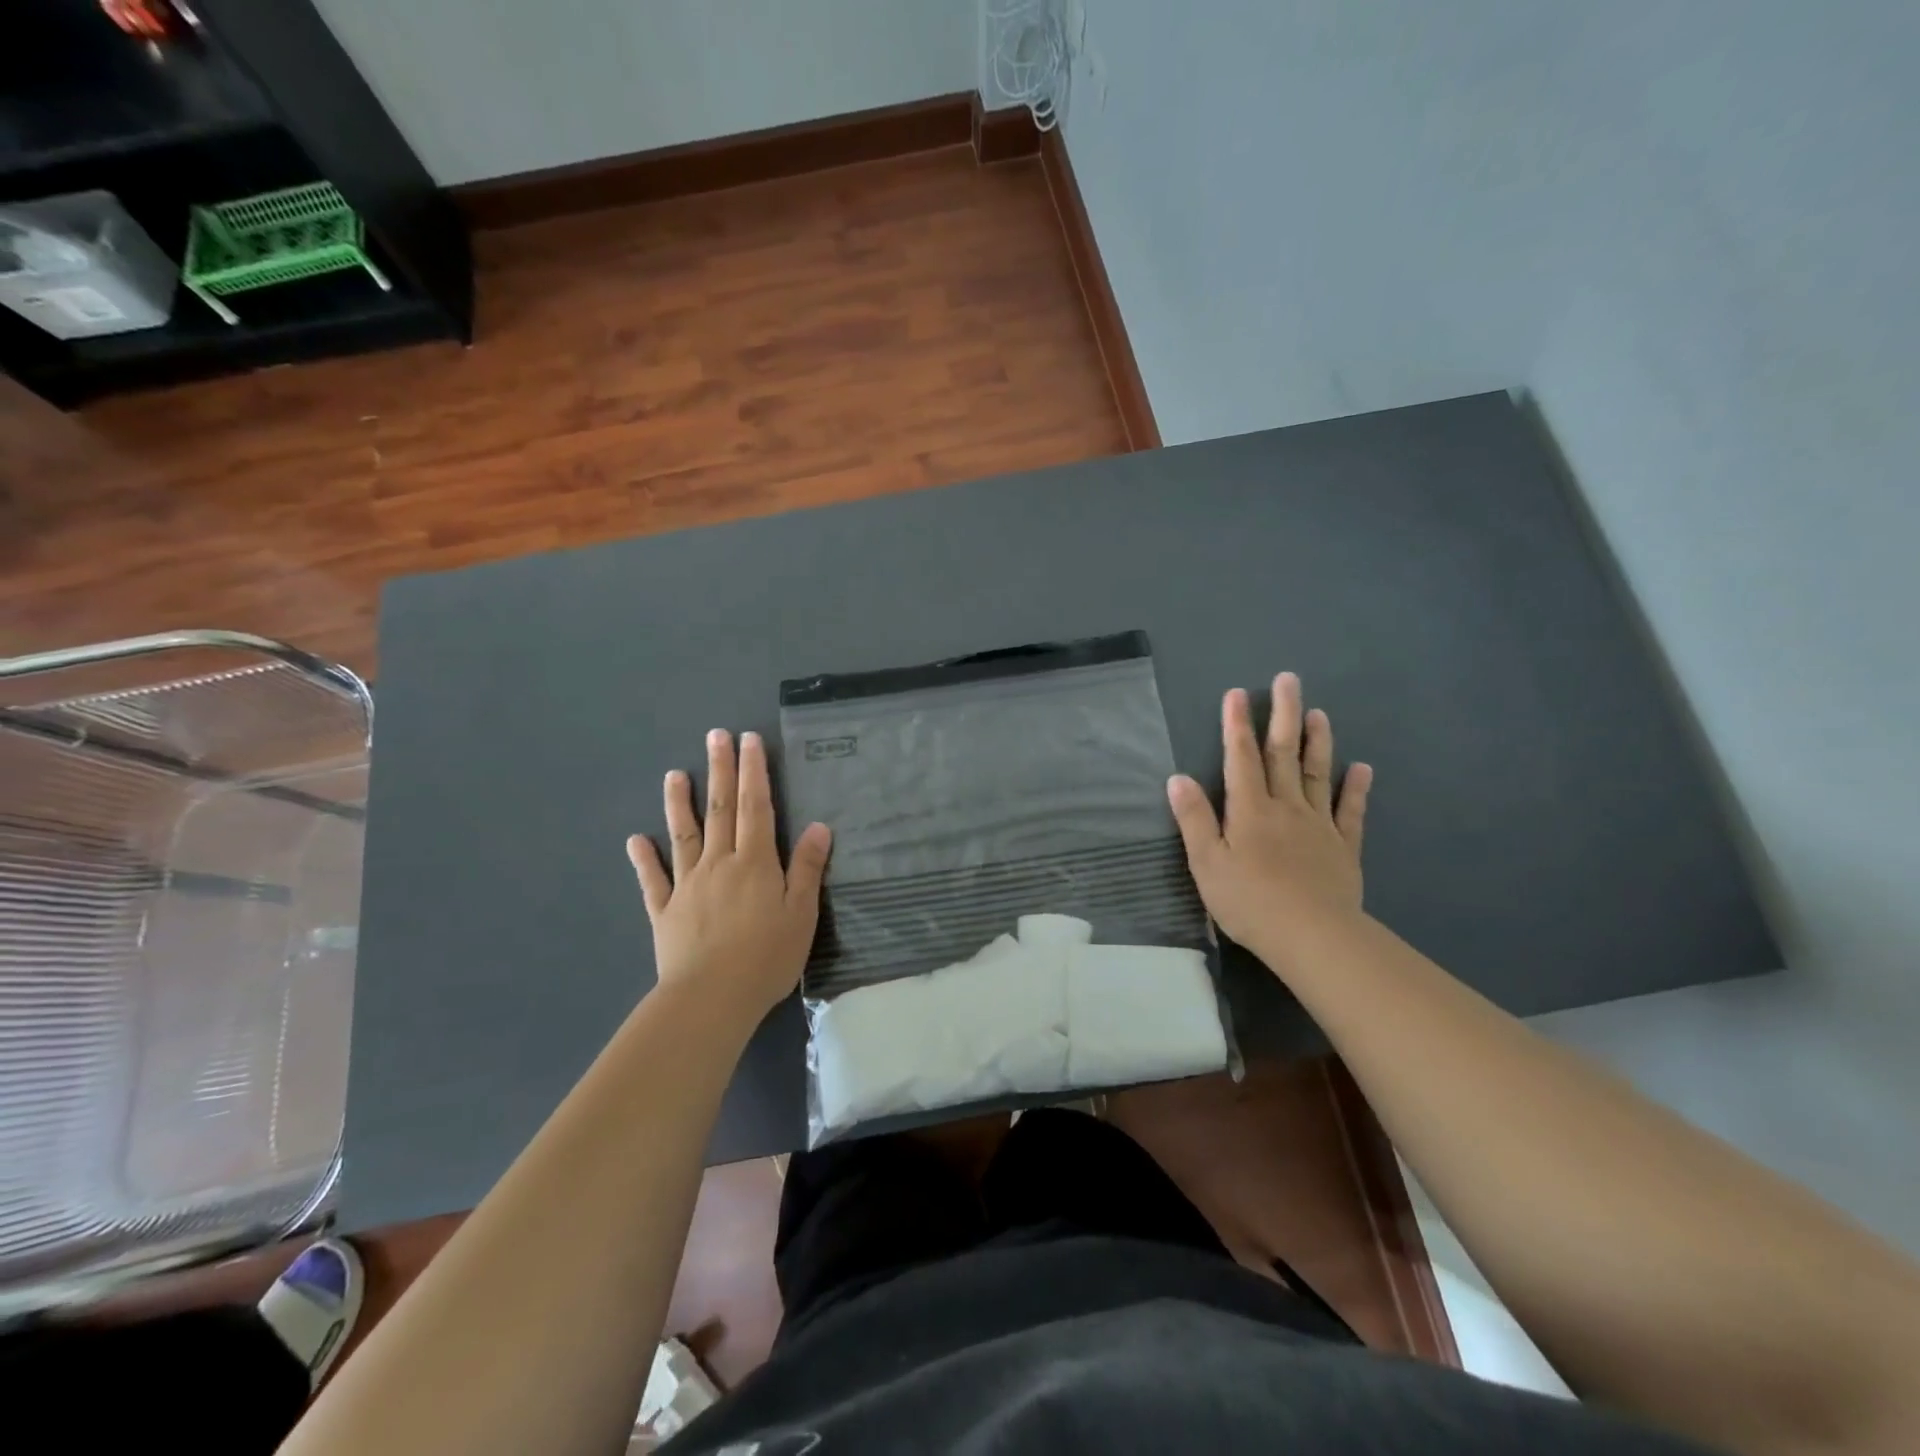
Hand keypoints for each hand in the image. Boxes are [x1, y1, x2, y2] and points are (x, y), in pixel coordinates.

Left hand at [626, 729, 830, 1022]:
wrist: (711, 998)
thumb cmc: (766, 957)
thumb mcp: (802, 913)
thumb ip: (808, 868)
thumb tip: (820, 826)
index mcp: (755, 862)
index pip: (755, 807)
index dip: (754, 772)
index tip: (749, 740)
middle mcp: (719, 863)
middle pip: (720, 809)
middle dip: (720, 770)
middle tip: (716, 736)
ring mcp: (687, 884)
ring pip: (683, 834)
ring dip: (679, 802)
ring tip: (675, 773)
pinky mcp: (665, 911)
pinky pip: (653, 879)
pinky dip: (644, 858)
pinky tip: (635, 839)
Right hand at [1168, 673, 1372, 966]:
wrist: (1312, 936)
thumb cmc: (1249, 901)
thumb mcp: (1207, 863)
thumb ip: (1194, 819)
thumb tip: (1178, 777)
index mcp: (1249, 810)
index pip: (1241, 758)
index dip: (1238, 725)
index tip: (1239, 693)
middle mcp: (1285, 807)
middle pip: (1284, 754)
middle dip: (1283, 715)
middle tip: (1289, 680)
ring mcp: (1318, 825)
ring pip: (1316, 774)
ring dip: (1317, 742)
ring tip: (1318, 713)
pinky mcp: (1342, 847)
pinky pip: (1349, 811)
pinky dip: (1355, 788)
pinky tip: (1361, 769)